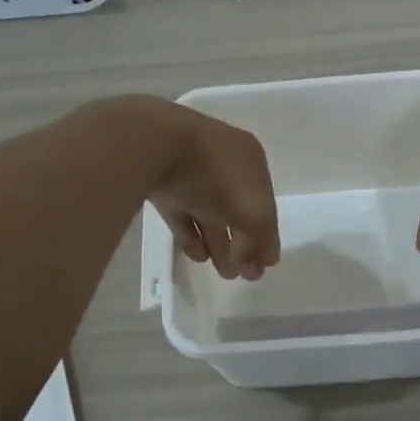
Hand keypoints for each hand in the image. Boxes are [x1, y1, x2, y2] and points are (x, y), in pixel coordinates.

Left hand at [128, 99, 281, 280]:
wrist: (153, 145)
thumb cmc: (214, 174)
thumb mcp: (252, 209)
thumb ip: (262, 236)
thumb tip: (263, 259)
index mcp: (250, 159)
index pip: (265, 202)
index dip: (266, 234)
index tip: (263, 267)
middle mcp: (223, 162)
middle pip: (237, 209)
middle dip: (243, 243)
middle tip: (243, 275)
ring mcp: (190, 172)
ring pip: (210, 212)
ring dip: (219, 243)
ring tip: (223, 272)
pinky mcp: (161, 184)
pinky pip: (182, 214)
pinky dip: (191, 235)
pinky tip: (197, 256)